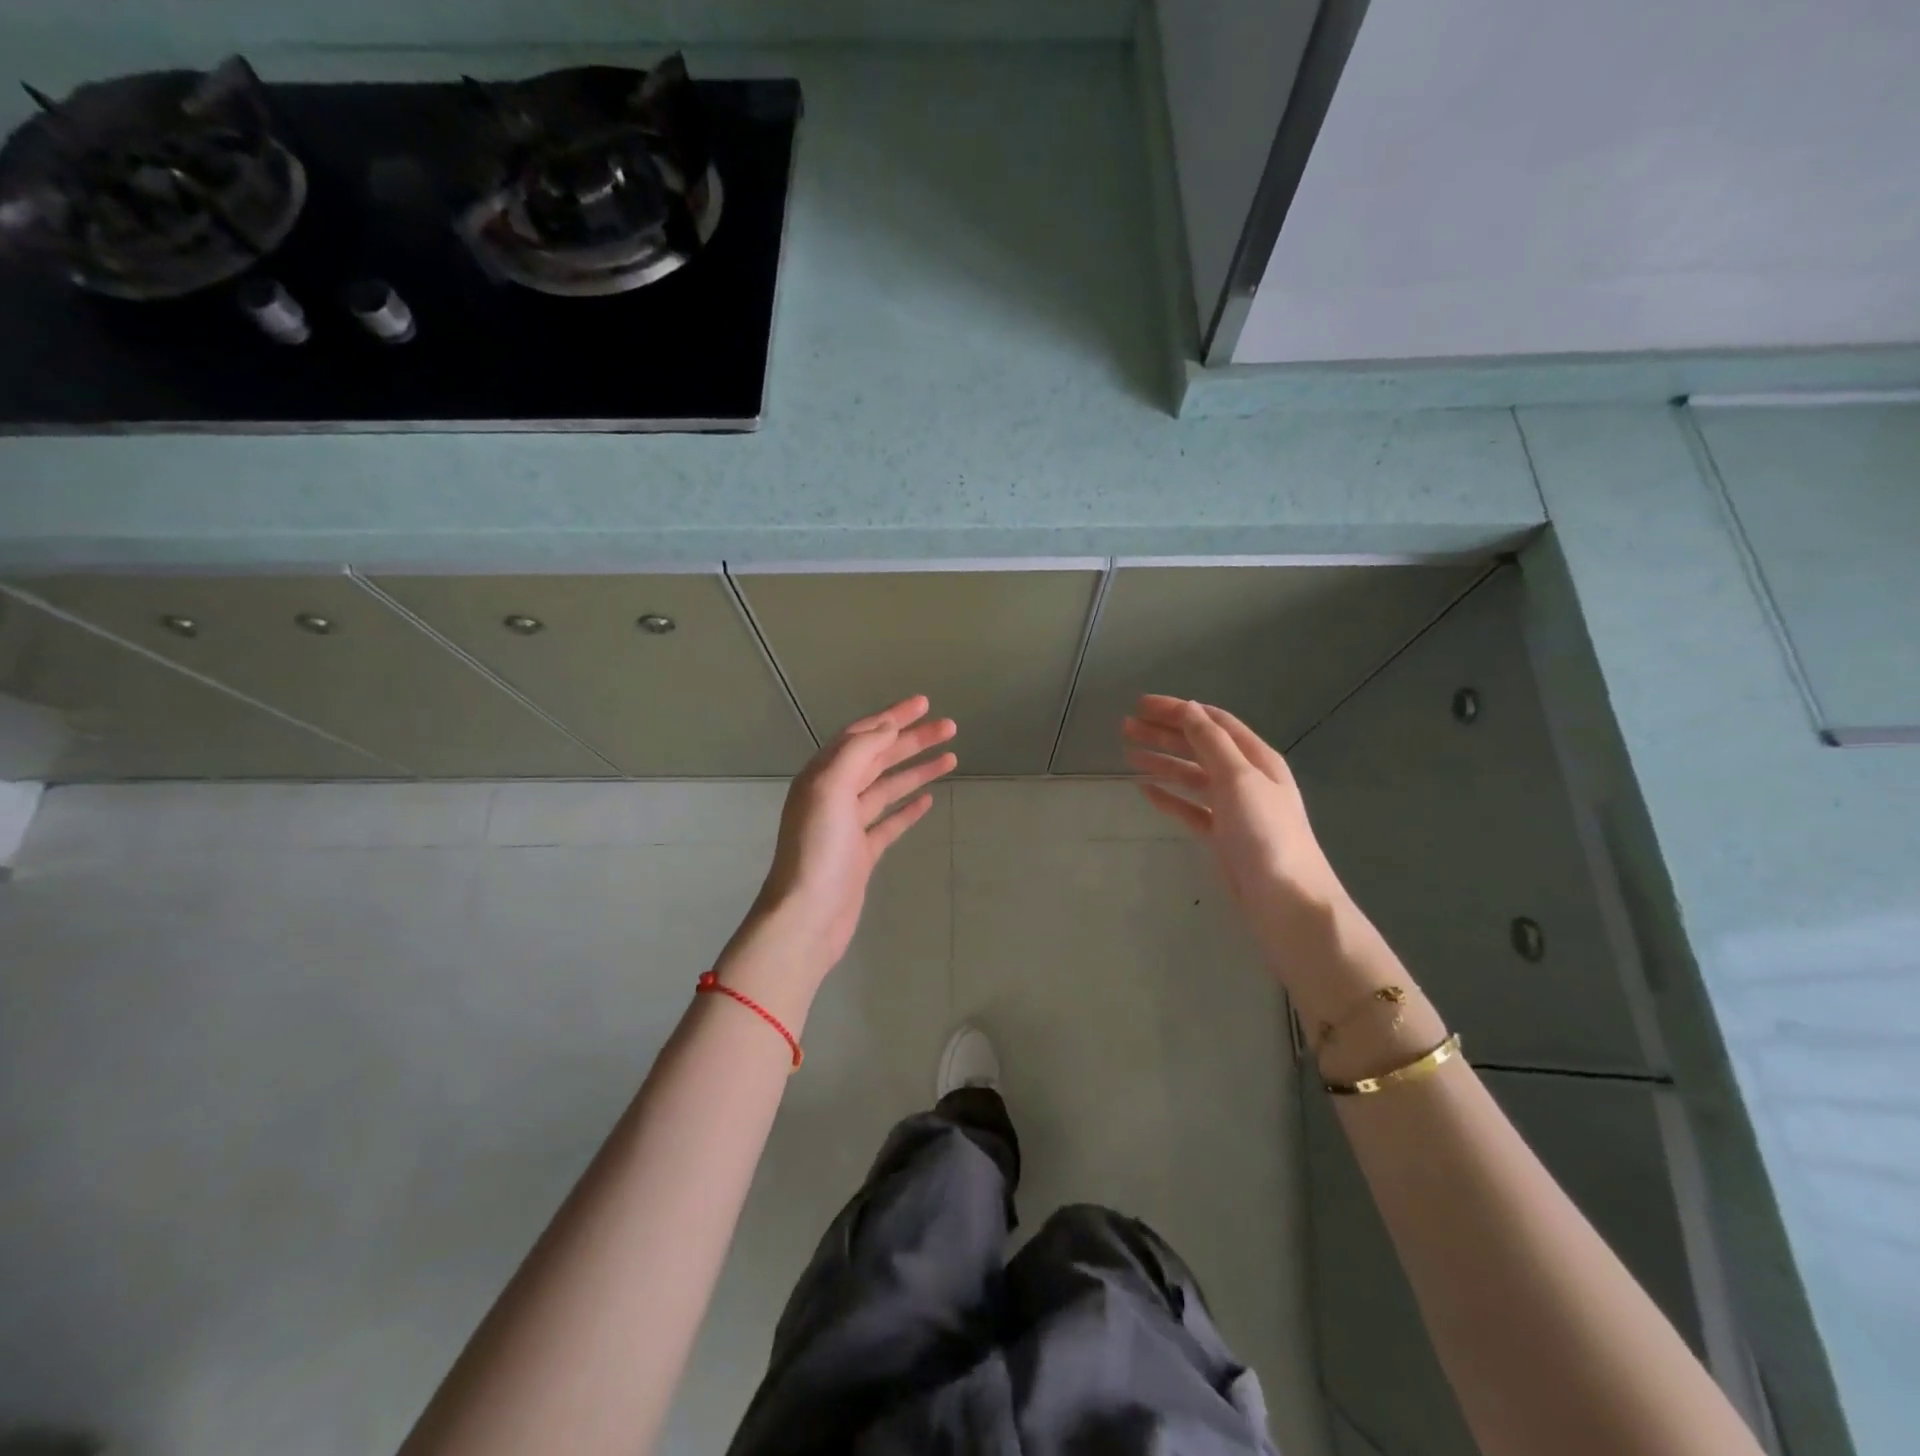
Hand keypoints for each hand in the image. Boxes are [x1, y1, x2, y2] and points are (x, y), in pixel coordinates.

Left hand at [726, 696, 956, 1006]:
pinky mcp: (862, 853)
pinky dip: (908, 807)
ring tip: (951, 756)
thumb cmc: (818, 850)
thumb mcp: (831, 789)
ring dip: (917, 769)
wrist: (807, 917)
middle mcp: (834, 794)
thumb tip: (886, 726)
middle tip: (949, 727)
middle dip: (913, 740)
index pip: (862, 735)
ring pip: (887, 787)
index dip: (893, 716)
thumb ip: (857, 752)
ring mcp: (849, 825)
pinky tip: (928, 798)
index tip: (924, 703)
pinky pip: (889, 820)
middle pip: (879, 757)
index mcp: (823, 775)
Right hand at [1123, 695, 1354, 977]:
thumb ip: (1211, 742)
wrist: (1287, 902)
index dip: (1177, 709)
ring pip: (1191, 776)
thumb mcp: (1239, 779)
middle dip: (1163, 733)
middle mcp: (1245, 778)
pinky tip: (1145, 790)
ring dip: (1161, 761)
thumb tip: (1189, 708)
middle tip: (1124, 727)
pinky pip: (1189, 808)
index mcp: (1256, 758)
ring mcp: (1233, 808)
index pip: (1212, 722)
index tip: (1140, 704)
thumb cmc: (1266, 834)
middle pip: (1198, 746)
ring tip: (1128, 753)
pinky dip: (1168, 796)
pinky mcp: (1221, 836)